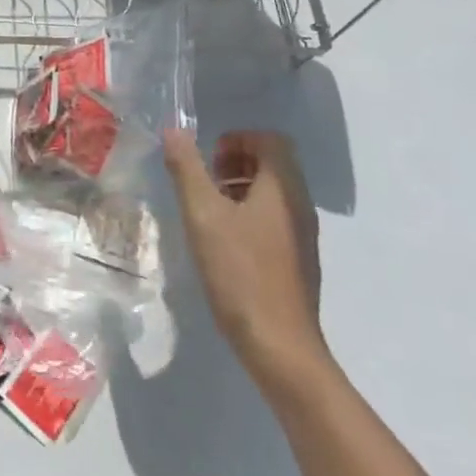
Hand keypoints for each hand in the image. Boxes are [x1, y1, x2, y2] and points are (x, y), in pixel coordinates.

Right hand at [163, 129, 332, 387]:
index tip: (208, 159)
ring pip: (273, 193)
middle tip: (204, 182)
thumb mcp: (202, 214)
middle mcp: (299, 204)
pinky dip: (248, 215)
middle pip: (273, 163)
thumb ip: (187, 169)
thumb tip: (174, 130)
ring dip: (239, 189)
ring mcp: (302, 234)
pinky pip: (274, 220)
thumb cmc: (239, 271)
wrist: (278, 344)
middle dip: (236, 162)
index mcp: (282, 187)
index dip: (238, 139)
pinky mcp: (297, 260)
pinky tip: (222, 242)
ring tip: (207, 211)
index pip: (271, 139)